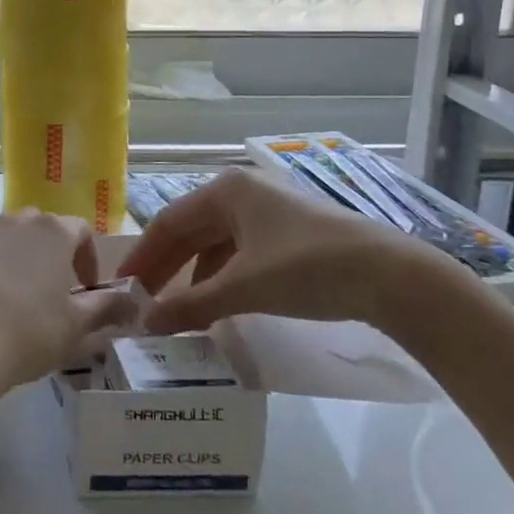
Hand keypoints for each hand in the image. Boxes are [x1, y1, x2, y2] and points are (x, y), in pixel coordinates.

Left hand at [0, 210, 137, 406]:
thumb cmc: (29, 330)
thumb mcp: (78, 325)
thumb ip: (108, 308)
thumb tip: (134, 301)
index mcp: (54, 230)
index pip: (81, 231)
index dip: (90, 259)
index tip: (89, 292)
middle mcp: (20, 220)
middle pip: (46, 230)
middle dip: (57, 256)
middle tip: (60, 296)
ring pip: (16, 240)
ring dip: (27, 262)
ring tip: (27, 302)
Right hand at [117, 168, 446, 333]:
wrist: (392, 276)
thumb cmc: (308, 267)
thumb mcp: (244, 287)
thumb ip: (192, 305)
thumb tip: (146, 323)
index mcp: (226, 190)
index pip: (168, 222)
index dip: (143, 255)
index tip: (121, 285)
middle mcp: (242, 193)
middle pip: (190, 230)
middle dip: (166, 266)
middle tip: (141, 300)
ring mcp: (268, 213)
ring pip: (215, 243)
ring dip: (193, 275)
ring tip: (176, 309)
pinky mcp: (288, 235)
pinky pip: (240, 253)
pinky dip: (222, 277)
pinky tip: (217, 304)